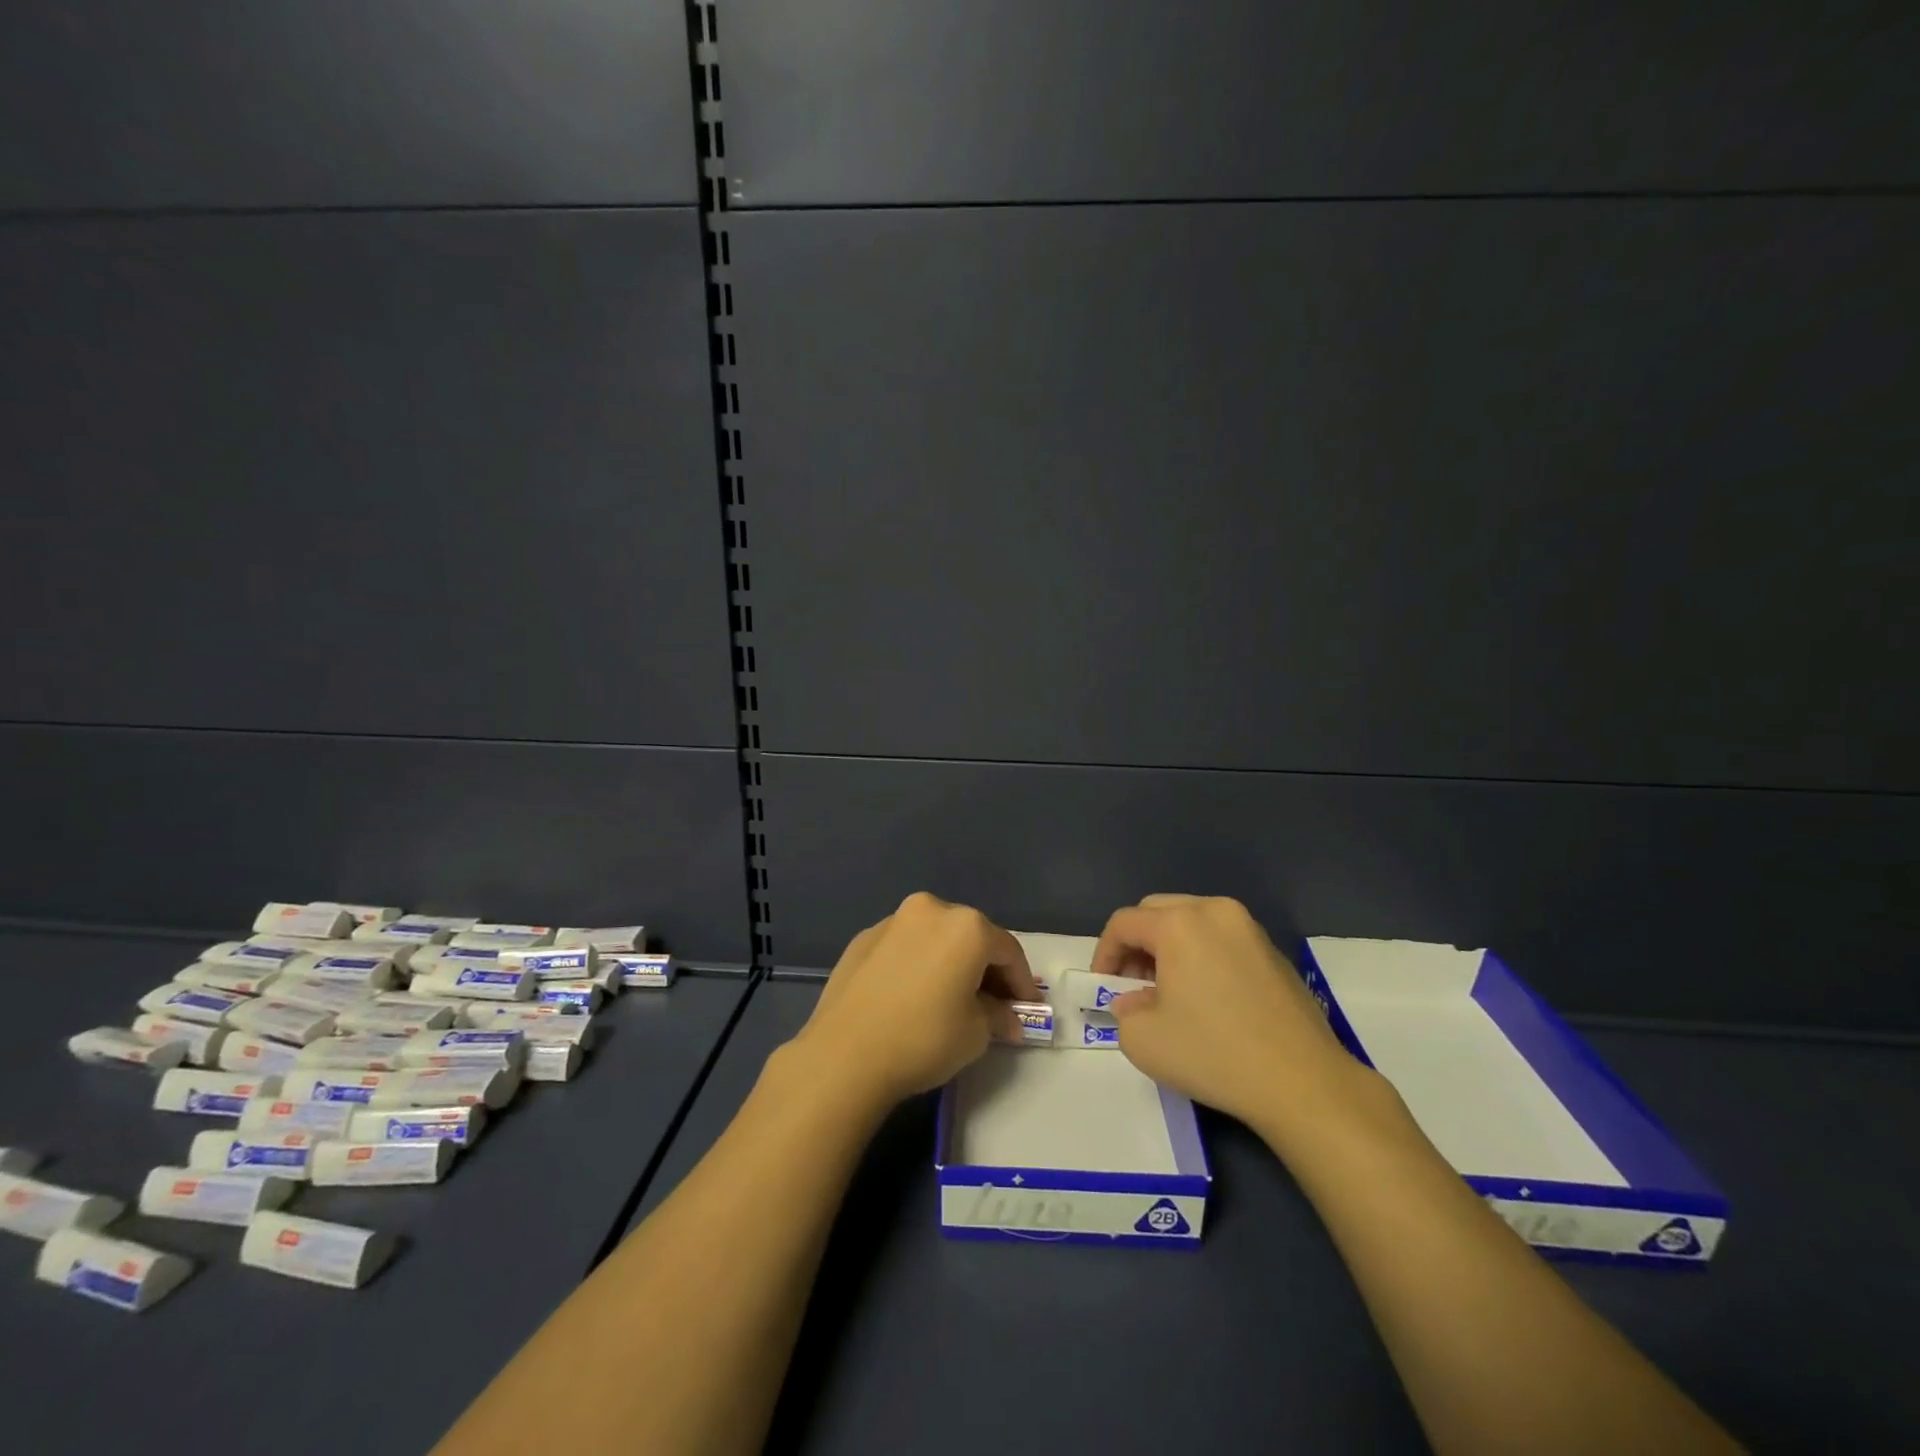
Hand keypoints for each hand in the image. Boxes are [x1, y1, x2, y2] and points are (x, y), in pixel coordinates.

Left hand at [790, 892, 1037, 1109]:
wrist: (844, 1054)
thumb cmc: (923, 1038)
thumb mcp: (975, 1033)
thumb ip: (998, 1016)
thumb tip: (1006, 1017)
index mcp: (966, 927)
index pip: (1008, 951)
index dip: (1022, 982)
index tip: (1026, 1009)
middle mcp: (931, 910)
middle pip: (971, 936)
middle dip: (986, 968)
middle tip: (994, 1003)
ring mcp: (893, 921)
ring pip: (936, 937)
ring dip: (950, 962)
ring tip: (952, 997)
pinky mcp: (863, 938)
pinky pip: (905, 946)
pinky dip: (918, 963)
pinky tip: (913, 994)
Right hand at [1095, 894, 1366, 1126]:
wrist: (1303, 1083)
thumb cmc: (1214, 1054)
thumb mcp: (1144, 1041)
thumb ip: (1124, 1012)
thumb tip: (1135, 1002)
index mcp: (1179, 924)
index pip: (1124, 923)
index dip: (1104, 953)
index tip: (1102, 986)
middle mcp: (1214, 912)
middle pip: (1157, 911)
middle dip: (1137, 944)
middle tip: (1132, 984)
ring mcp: (1249, 929)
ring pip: (1192, 920)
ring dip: (1169, 946)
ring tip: (1168, 991)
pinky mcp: (1274, 952)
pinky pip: (1222, 939)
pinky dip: (1202, 955)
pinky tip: (1207, 998)